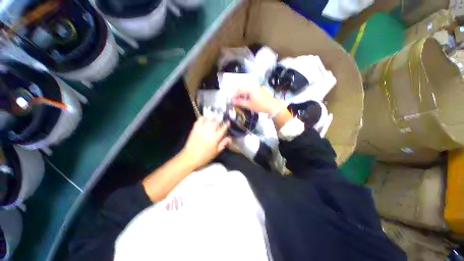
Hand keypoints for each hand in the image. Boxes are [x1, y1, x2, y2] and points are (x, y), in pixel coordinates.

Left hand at [180, 117, 230, 168]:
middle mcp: (209, 131)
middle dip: (219, 120)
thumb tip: (229, 138)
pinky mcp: (195, 129)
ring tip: (214, 118)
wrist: (190, 157)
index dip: (226, 124)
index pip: (223, 128)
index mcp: (216, 138)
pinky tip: (204, 119)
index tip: (228, 122)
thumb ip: (223, 144)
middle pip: (216, 122)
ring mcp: (202, 129)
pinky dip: (203, 118)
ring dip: (212, 118)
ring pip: (209, 119)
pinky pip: (199, 120)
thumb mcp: (216, 152)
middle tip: (220, 120)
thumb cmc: (204, 156)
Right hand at [233, 87, 282, 113]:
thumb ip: (240, 102)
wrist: (273, 106)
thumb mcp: (249, 105)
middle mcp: (253, 86)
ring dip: (242, 94)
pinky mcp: (259, 90)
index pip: (239, 90)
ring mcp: (257, 87)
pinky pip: (251, 90)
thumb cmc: (261, 106)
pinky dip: (247, 94)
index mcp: (250, 88)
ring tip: (241, 101)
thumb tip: (233, 101)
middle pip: (242, 88)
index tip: (232, 100)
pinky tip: (247, 99)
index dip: (234, 95)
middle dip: (238, 94)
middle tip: (236, 101)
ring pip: (246, 89)